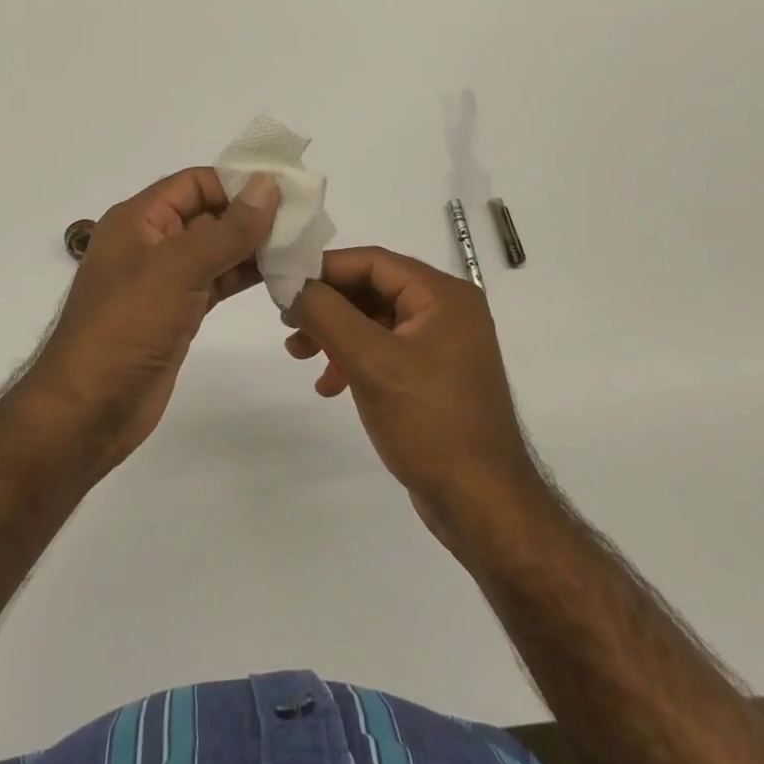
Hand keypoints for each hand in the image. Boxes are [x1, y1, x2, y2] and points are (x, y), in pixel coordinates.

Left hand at [29, 168, 279, 472]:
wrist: (89, 410)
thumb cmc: (126, 327)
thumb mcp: (177, 269)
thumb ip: (227, 229)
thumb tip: (268, 185)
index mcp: (138, 220)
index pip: (194, 183)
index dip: (237, 181)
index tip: (286, 188)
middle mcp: (152, 243)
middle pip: (208, 214)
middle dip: (252, 214)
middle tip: (305, 218)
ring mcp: (165, 281)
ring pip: (217, 250)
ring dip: (254, 246)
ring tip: (301, 245)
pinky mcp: (179, 313)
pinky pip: (217, 282)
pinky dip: (245, 276)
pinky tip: (281, 275)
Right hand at [285, 246, 542, 530]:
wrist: (480, 502)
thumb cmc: (429, 421)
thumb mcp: (371, 361)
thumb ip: (327, 313)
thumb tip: (291, 282)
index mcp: (443, 295)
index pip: (374, 262)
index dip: (325, 268)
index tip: (284, 283)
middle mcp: (447, 311)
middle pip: (373, 289)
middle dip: (327, 305)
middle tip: (287, 322)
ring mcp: (442, 345)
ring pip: (375, 322)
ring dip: (335, 334)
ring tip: (299, 354)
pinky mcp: (433, 376)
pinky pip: (385, 351)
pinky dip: (354, 361)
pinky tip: (329, 385)